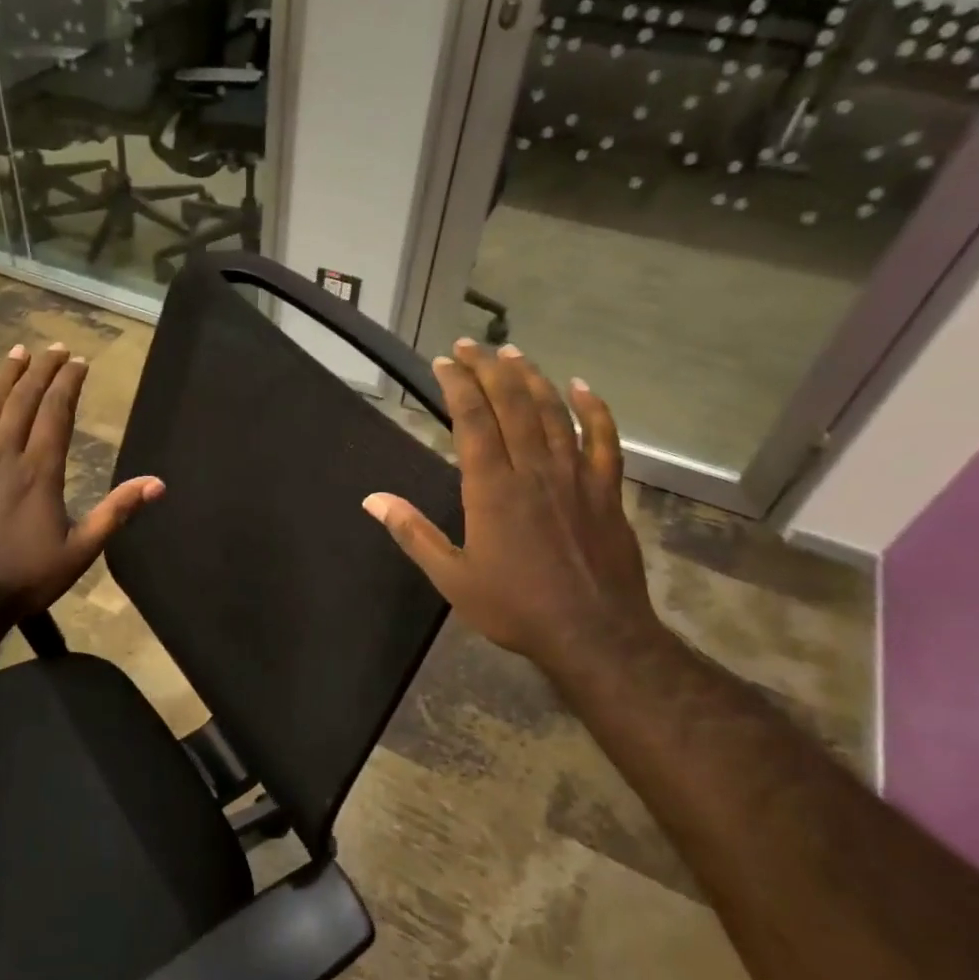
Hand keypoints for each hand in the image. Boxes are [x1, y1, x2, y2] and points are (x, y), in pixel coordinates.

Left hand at [0, 341, 163, 623]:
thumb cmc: (25, 579)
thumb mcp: (81, 551)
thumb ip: (116, 512)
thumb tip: (157, 483)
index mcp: (39, 472)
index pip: (56, 414)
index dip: (69, 384)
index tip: (78, 362)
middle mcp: (3, 456)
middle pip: (24, 402)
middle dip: (42, 372)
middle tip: (54, 348)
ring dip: (4, 378)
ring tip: (18, 353)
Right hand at [363, 340, 660, 678]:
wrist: (593, 633)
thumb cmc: (515, 607)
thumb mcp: (451, 577)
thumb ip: (413, 532)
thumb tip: (372, 499)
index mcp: (492, 488)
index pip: (472, 420)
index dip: (458, 386)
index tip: (443, 362)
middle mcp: (534, 470)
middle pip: (512, 404)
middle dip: (489, 369)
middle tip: (471, 346)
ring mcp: (575, 477)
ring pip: (554, 413)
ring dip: (532, 378)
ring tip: (512, 353)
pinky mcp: (606, 491)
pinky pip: (604, 439)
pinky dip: (594, 409)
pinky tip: (582, 387)